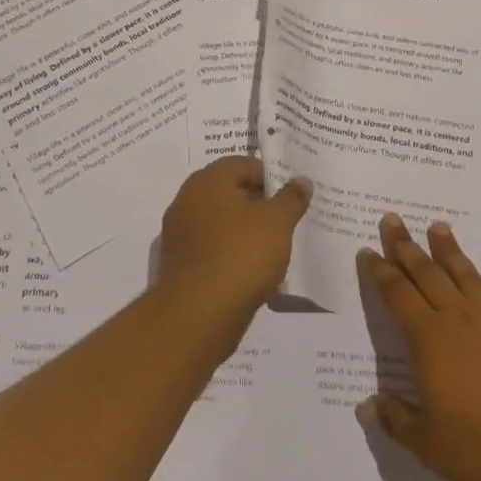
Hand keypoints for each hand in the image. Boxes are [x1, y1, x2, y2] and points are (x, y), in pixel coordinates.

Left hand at [157, 156, 310, 330]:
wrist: (197, 316)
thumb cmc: (240, 256)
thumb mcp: (277, 223)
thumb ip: (291, 198)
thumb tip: (301, 180)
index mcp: (207, 181)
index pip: (242, 164)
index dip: (269, 176)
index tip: (291, 196)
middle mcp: (187, 201)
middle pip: (229, 193)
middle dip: (258, 204)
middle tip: (285, 220)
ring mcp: (179, 234)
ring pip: (220, 223)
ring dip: (245, 232)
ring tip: (273, 249)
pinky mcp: (179, 265)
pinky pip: (211, 250)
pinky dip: (231, 255)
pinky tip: (252, 273)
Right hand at [357, 214, 480, 480]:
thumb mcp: (429, 445)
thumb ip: (397, 421)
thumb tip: (368, 406)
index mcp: (429, 339)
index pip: (398, 294)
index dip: (380, 272)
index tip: (368, 251)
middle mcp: (458, 318)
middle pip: (427, 272)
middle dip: (406, 246)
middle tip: (393, 219)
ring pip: (464, 273)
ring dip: (447, 249)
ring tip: (437, 227)